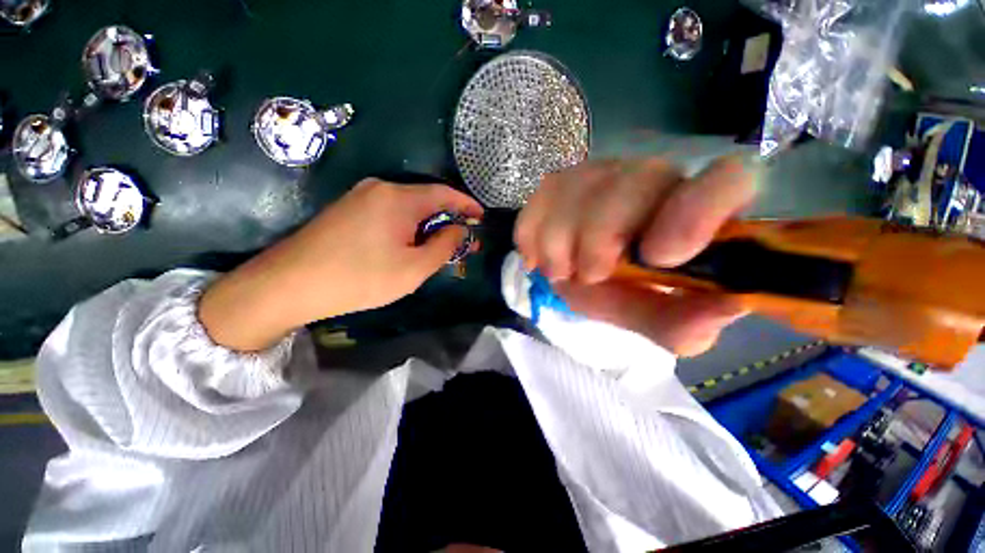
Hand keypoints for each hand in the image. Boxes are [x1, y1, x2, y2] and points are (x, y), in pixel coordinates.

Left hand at [200, 179, 482, 350]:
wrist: (289, 284)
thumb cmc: (360, 278)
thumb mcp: (414, 268)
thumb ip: (444, 246)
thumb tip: (459, 229)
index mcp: (399, 198)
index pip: (444, 193)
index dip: (467, 204)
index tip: (481, 217)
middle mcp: (380, 188)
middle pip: (426, 199)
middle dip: (447, 219)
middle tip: (461, 241)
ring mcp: (360, 197)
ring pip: (407, 207)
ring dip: (427, 225)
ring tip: (437, 248)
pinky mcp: (348, 209)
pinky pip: (389, 213)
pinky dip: (407, 227)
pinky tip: (407, 246)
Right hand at [515, 156, 757, 356]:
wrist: (583, 278)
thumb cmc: (630, 296)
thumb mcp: (661, 323)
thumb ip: (688, 321)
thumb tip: (728, 304)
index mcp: (699, 211)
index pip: (728, 179)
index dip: (693, 213)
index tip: (656, 257)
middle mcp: (652, 178)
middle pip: (632, 181)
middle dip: (598, 240)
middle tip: (589, 276)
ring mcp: (600, 174)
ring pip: (573, 192)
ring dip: (559, 247)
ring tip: (564, 272)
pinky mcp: (558, 183)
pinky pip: (536, 205)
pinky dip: (533, 241)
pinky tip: (542, 257)